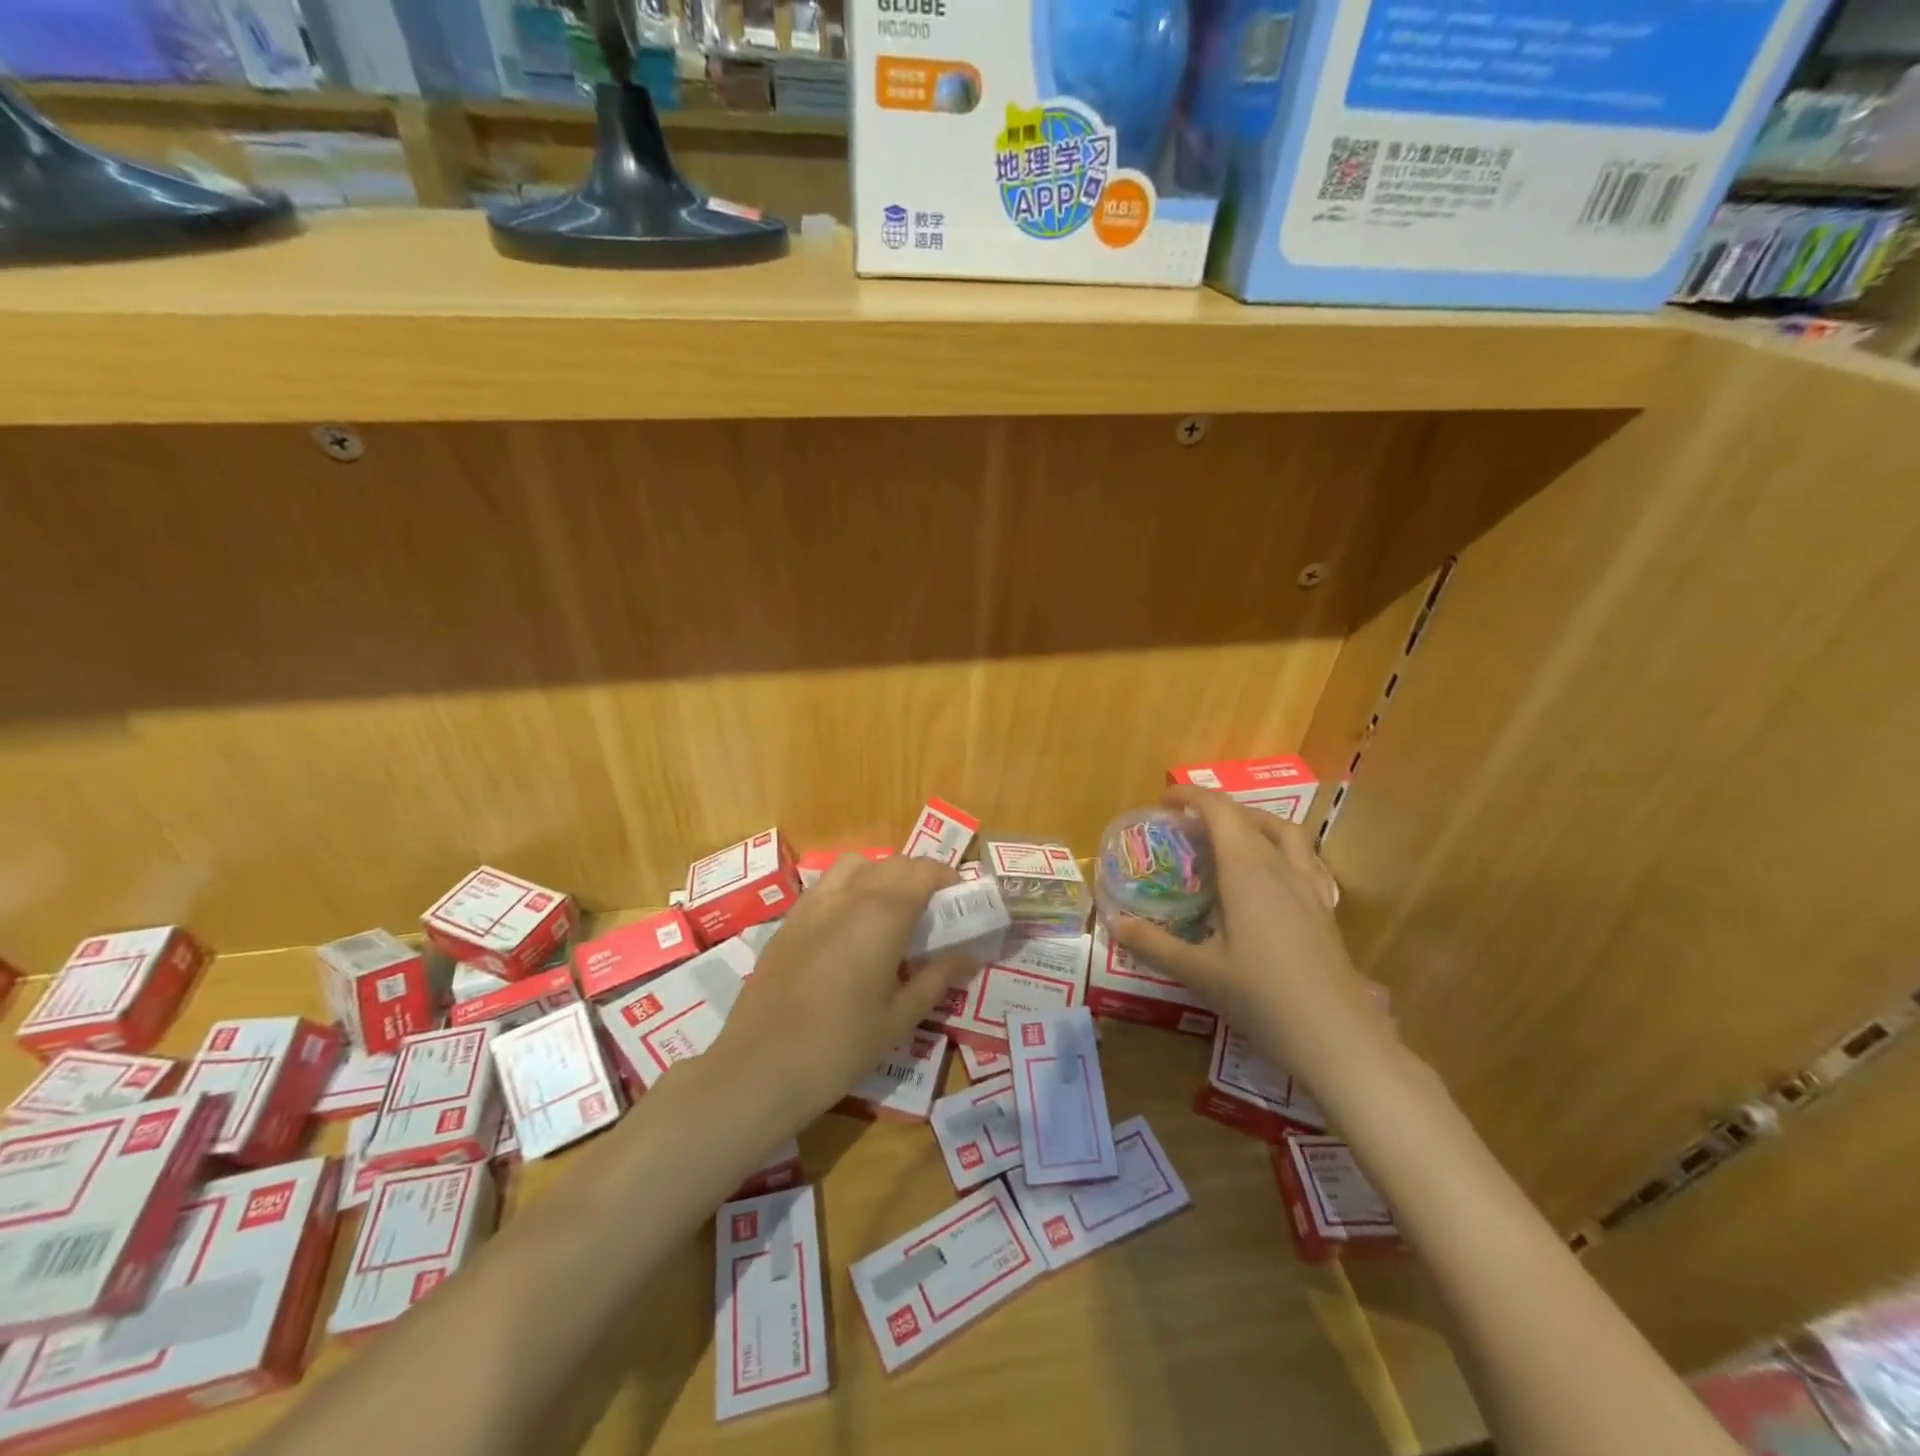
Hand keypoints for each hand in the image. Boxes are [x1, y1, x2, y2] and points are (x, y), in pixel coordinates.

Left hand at [710, 854, 979, 1135]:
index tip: (961, 901)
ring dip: (882, 875)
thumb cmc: (840, 1047)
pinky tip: (851, 928)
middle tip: (934, 913)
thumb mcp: (899, 1018)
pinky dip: (850, 888)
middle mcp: (849, 895)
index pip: (924, 871)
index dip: (948, 877)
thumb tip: (969, 956)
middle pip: (893, 863)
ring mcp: (813, 904)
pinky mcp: (789, 920)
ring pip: (856, 864)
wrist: (759, 1069)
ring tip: (892, 913)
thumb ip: (937, 978)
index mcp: (883, 914)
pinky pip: (827, 885)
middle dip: (920, 877)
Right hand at [1113, 788, 1388, 1081]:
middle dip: (1215, 811)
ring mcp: (1310, 888)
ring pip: (1285, 833)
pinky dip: (1280, 850)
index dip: (1191, 796)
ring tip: (1229, 839)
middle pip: (1250, 818)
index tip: (1164, 802)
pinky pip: (1304, 859)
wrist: (1338, 1040)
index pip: (1220, 811)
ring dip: (1253, 823)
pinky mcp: (1325, 910)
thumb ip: (1154, 944)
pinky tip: (1269, 878)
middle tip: (1186, 827)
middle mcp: (1281, 868)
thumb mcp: (1199, 972)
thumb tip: (1114, 923)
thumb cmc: (1263, 999)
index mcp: (1247, 871)